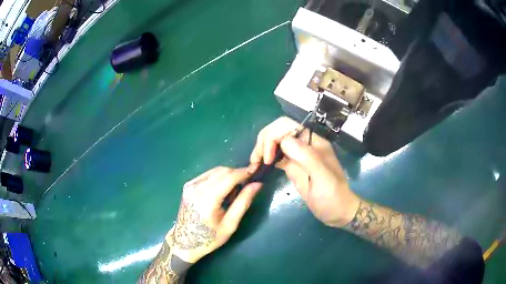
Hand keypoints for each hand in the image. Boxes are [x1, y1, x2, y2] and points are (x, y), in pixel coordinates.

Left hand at [167, 166, 261, 262]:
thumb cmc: (210, 237)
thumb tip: (257, 184)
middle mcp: (196, 188)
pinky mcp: (188, 185)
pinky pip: (207, 175)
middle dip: (237, 174)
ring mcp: (190, 185)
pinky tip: (221, 191)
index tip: (256, 171)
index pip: (229, 177)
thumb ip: (243, 202)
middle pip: (222, 171)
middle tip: (247, 185)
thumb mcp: (230, 224)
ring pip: (215, 171)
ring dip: (228, 176)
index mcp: (207, 199)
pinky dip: (218, 178)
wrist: (185, 242)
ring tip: (233, 192)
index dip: (244, 172)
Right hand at [250, 117, 359, 226]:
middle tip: (256, 161)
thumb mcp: (323, 177)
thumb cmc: (333, 196)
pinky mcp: (292, 166)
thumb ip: (306, 157)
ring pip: (275, 142)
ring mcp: (297, 156)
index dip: (273, 137)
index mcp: (312, 142)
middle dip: (264, 141)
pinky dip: (265, 158)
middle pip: (278, 131)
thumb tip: (284, 141)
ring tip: (254, 164)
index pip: (287, 125)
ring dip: (262, 149)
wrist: (337, 211)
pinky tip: (259, 166)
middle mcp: (304, 145)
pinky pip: (276, 156)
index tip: (268, 158)